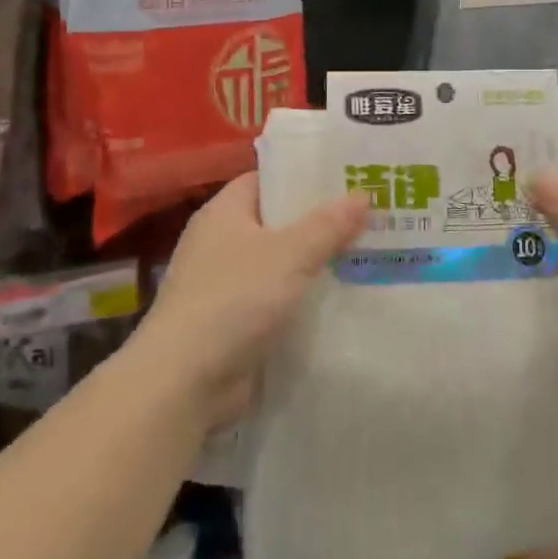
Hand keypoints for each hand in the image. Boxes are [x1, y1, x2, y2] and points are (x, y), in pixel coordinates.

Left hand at [130, 172, 368, 431]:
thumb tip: (363, 194)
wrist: (185, 382)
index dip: (305, 177)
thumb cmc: (233, 299)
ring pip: (283, 264)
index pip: (267, 180)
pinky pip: (279, 301)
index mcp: (224, 213)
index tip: (348, 177)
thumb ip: (328, 225)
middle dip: (321, 222)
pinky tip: (346, 299)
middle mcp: (222, 243)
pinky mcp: (236, 323)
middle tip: (372, 216)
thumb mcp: (289, 254)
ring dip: (318, 264)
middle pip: (279, 222)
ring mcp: (227, 285)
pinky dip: (306, 300)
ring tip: (370, 254)